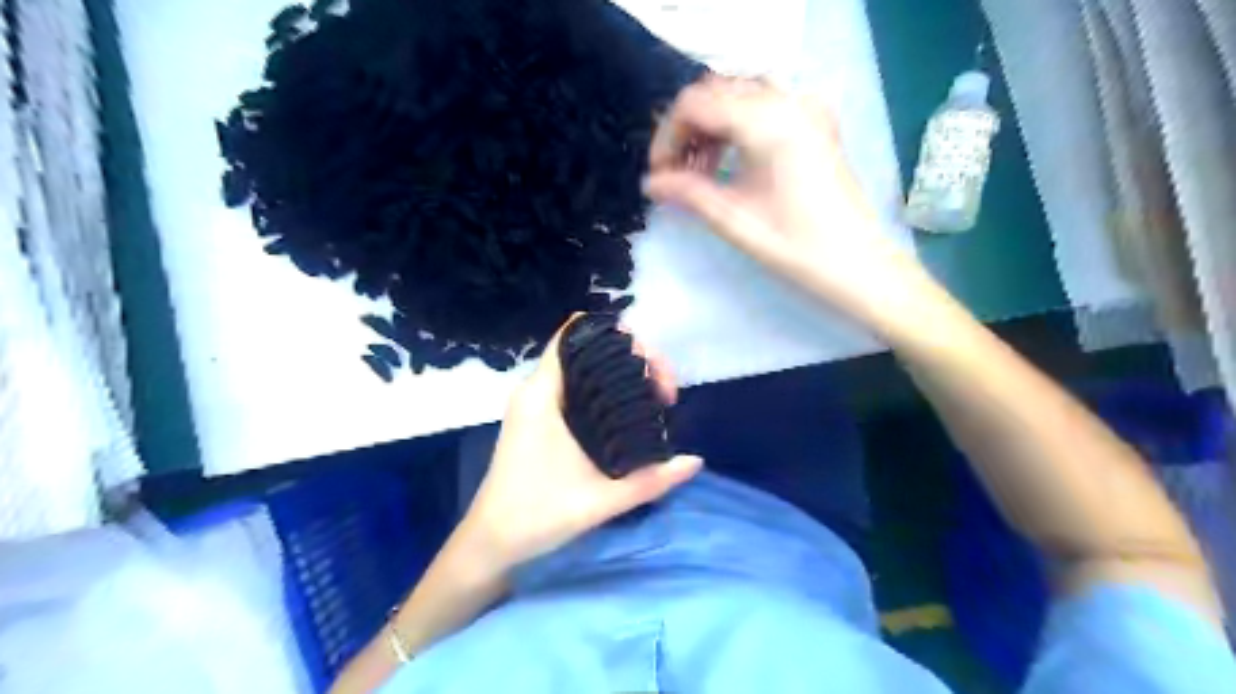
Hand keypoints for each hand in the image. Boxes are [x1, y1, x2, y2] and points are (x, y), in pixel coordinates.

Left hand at [456, 316, 705, 571]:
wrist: (491, 542)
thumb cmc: (536, 516)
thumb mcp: (600, 501)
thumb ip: (650, 481)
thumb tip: (696, 460)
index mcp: (543, 395)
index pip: (575, 336)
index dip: (616, 337)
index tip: (650, 366)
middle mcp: (537, 390)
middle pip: (589, 349)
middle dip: (633, 359)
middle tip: (665, 392)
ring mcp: (537, 403)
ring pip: (585, 368)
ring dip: (623, 375)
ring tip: (657, 400)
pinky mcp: (540, 418)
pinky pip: (578, 387)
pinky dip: (608, 389)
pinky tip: (632, 411)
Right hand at [647, 75, 925, 330]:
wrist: (859, 265)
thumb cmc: (796, 247)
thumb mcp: (734, 220)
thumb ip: (688, 193)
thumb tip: (651, 183)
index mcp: (768, 122)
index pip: (696, 104)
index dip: (668, 136)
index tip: (659, 174)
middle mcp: (788, 101)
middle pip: (716, 92)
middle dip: (687, 129)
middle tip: (675, 173)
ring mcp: (806, 109)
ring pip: (739, 95)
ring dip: (710, 126)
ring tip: (700, 171)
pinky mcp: (815, 123)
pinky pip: (764, 105)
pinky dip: (737, 125)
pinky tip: (730, 161)